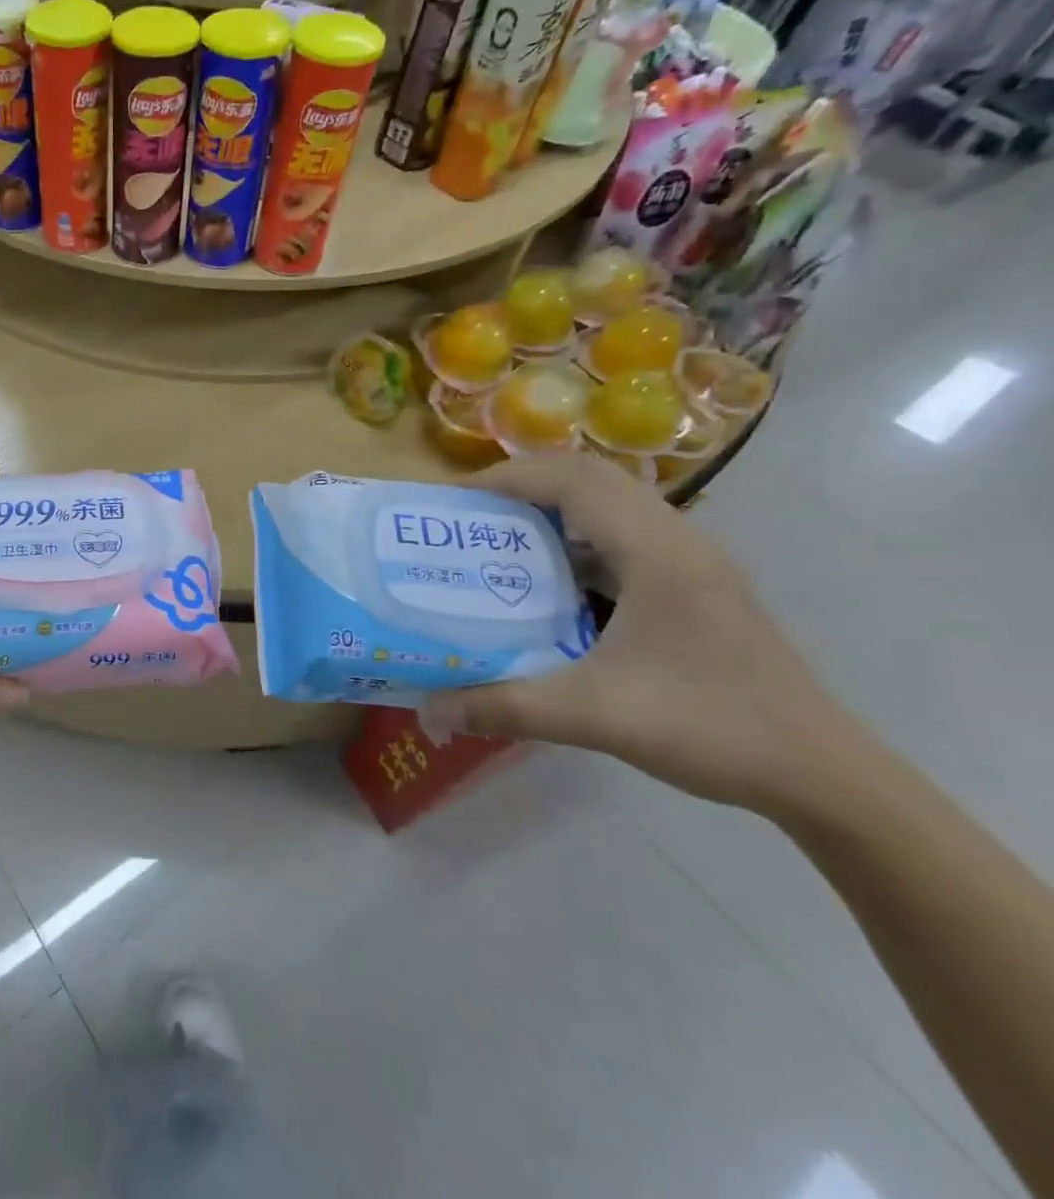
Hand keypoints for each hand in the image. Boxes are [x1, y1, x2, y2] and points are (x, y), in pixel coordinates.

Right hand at [426, 455, 872, 823]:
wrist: (825, 776)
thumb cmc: (712, 729)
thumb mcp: (594, 716)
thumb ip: (505, 707)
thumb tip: (428, 709)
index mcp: (657, 553)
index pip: (574, 480)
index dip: (508, 478)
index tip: (454, 500)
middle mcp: (679, 541)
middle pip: (592, 478)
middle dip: (524, 484)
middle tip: (470, 514)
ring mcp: (693, 563)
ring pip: (613, 504)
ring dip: (553, 508)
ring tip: (500, 538)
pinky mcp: (697, 586)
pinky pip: (627, 535)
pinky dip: (579, 538)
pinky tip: (551, 582)